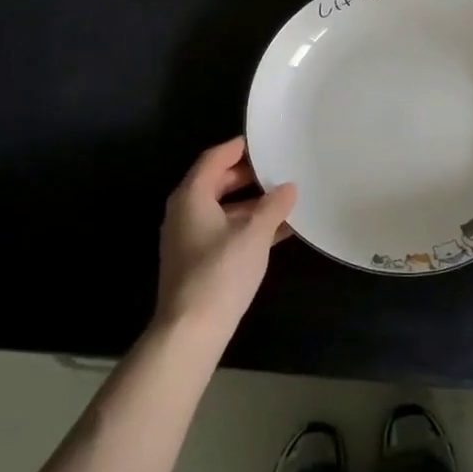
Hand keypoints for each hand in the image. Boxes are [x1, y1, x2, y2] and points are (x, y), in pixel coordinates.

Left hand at [154, 138, 297, 336]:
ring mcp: (189, 237)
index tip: (264, 141)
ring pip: (223, 208)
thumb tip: (288, 187)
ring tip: (285, 198)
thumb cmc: (221, 272)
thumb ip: (273, 206)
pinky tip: (278, 231)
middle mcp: (185, 211)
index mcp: (192, 196)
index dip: (238, 148)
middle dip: (248, 176)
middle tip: (279, 167)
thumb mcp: (254, 234)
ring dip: (252, 203)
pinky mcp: (197, 260)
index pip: (215, 158)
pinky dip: (247, 226)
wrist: (191, 330)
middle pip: (217, 182)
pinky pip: (224, 230)